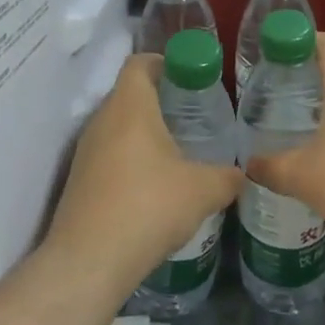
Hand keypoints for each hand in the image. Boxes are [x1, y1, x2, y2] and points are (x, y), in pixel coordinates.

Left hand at [46, 54, 244, 292]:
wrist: (89, 261)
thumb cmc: (148, 207)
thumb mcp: (203, 191)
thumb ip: (228, 177)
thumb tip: (245, 174)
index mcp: (130, 106)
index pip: (140, 62)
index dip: (165, 63)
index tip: (191, 78)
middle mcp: (102, 120)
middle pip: (130, 93)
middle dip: (161, 100)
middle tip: (194, 115)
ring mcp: (86, 151)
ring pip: (118, 126)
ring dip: (145, 132)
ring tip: (179, 151)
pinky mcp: (79, 180)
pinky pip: (109, 154)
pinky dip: (131, 159)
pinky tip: (155, 186)